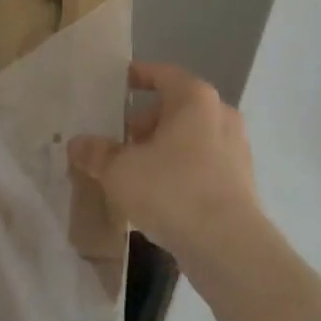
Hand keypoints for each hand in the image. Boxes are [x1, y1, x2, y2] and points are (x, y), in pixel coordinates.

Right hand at [68, 61, 262, 271]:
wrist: (228, 246)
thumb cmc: (172, 190)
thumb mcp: (120, 171)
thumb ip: (97, 153)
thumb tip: (78, 144)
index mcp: (194, 98)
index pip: (162, 74)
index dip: (139, 76)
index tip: (119, 83)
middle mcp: (220, 114)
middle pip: (176, 108)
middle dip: (146, 123)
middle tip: (120, 143)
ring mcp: (236, 148)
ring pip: (191, 139)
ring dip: (164, 150)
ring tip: (136, 174)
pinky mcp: (242, 181)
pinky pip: (204, 165)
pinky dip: (182, 172)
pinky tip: (161, 199)